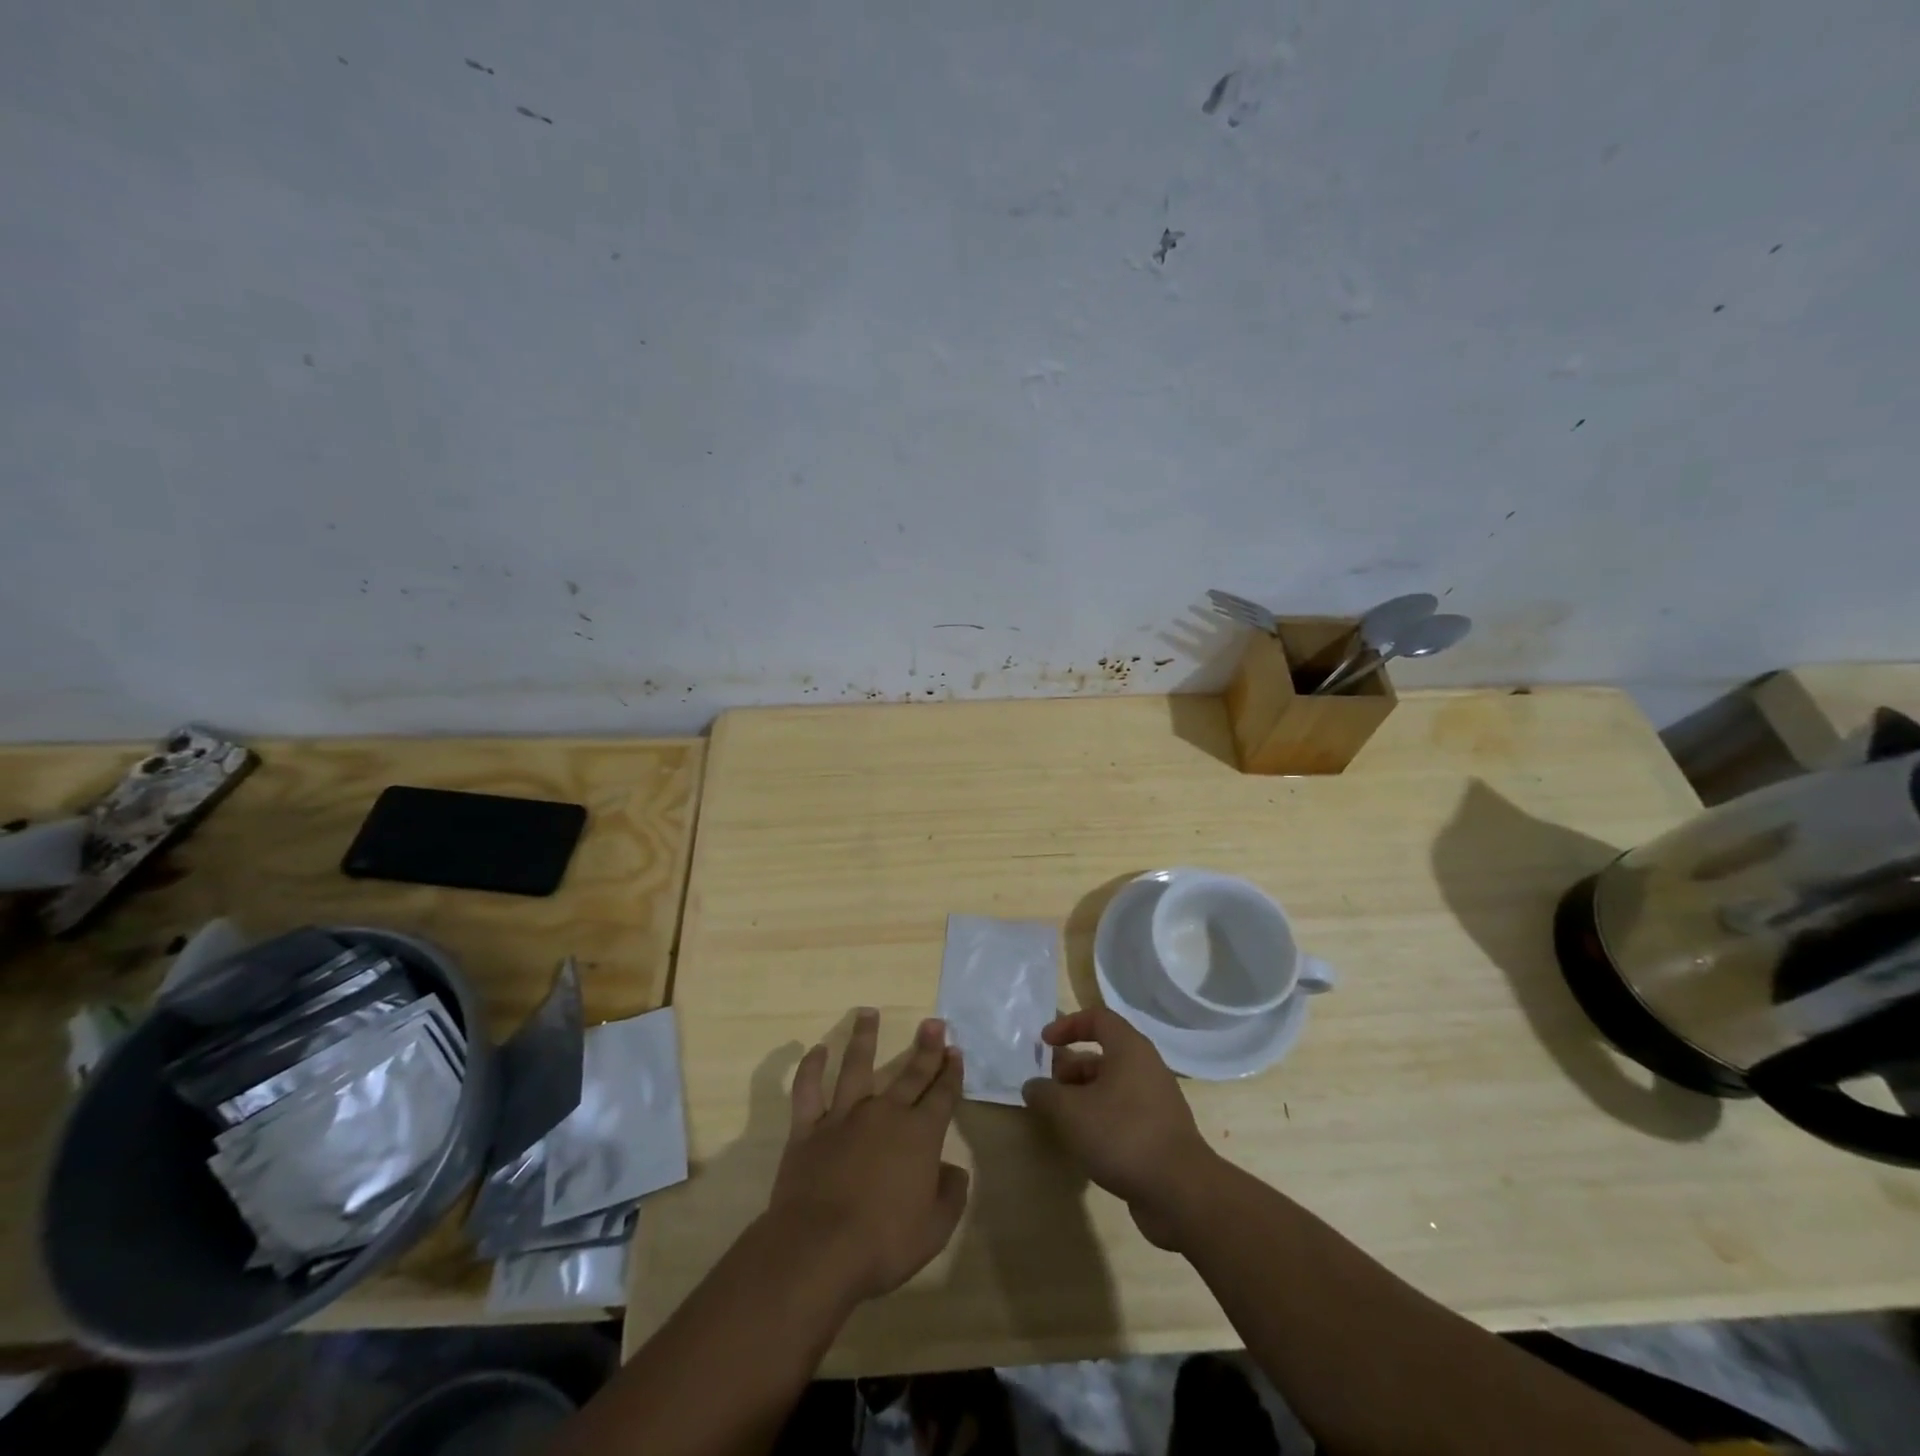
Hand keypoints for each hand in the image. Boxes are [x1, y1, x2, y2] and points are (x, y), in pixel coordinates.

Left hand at [766, 1009, 970, 1305]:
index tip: (955, 1050)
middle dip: (925, 1048)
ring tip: (867, 1012)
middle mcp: (885, 1114)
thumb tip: (953, 1170)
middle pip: (910, 1074)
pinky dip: (810, 1068)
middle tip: (933, 1022)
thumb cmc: (883, 1244)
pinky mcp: (808, 1128)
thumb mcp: (934, 1229)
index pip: (942, 1095)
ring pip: (856, 1066)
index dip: (951, 1073)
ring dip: (864, 1037)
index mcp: (919, 1135)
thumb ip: (950, 1195)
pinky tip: (815, 1050)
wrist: (819, 1250)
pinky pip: (807, 1090)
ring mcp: (844, 1116)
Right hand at [1021, 1007, 1219, 1248]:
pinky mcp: (1160, 1131)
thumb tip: (1033, 1086)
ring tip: (1060, 1119)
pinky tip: (1085, 1142)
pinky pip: (1123, 1111)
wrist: (1180, 1192)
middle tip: (1048, 1088)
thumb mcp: (1071, 1112)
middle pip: (1104, 1053)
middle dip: (1071, 1067)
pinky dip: (1101, 1117)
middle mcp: (1146, 1067)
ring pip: (1112, 1085)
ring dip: (1083, 1095)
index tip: (1045, 1043)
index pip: (1097, 1018)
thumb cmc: (1122, 1135)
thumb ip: (1046, 1094)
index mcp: (1130, 1049)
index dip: (1068, 1025)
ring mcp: (1157, 1100)